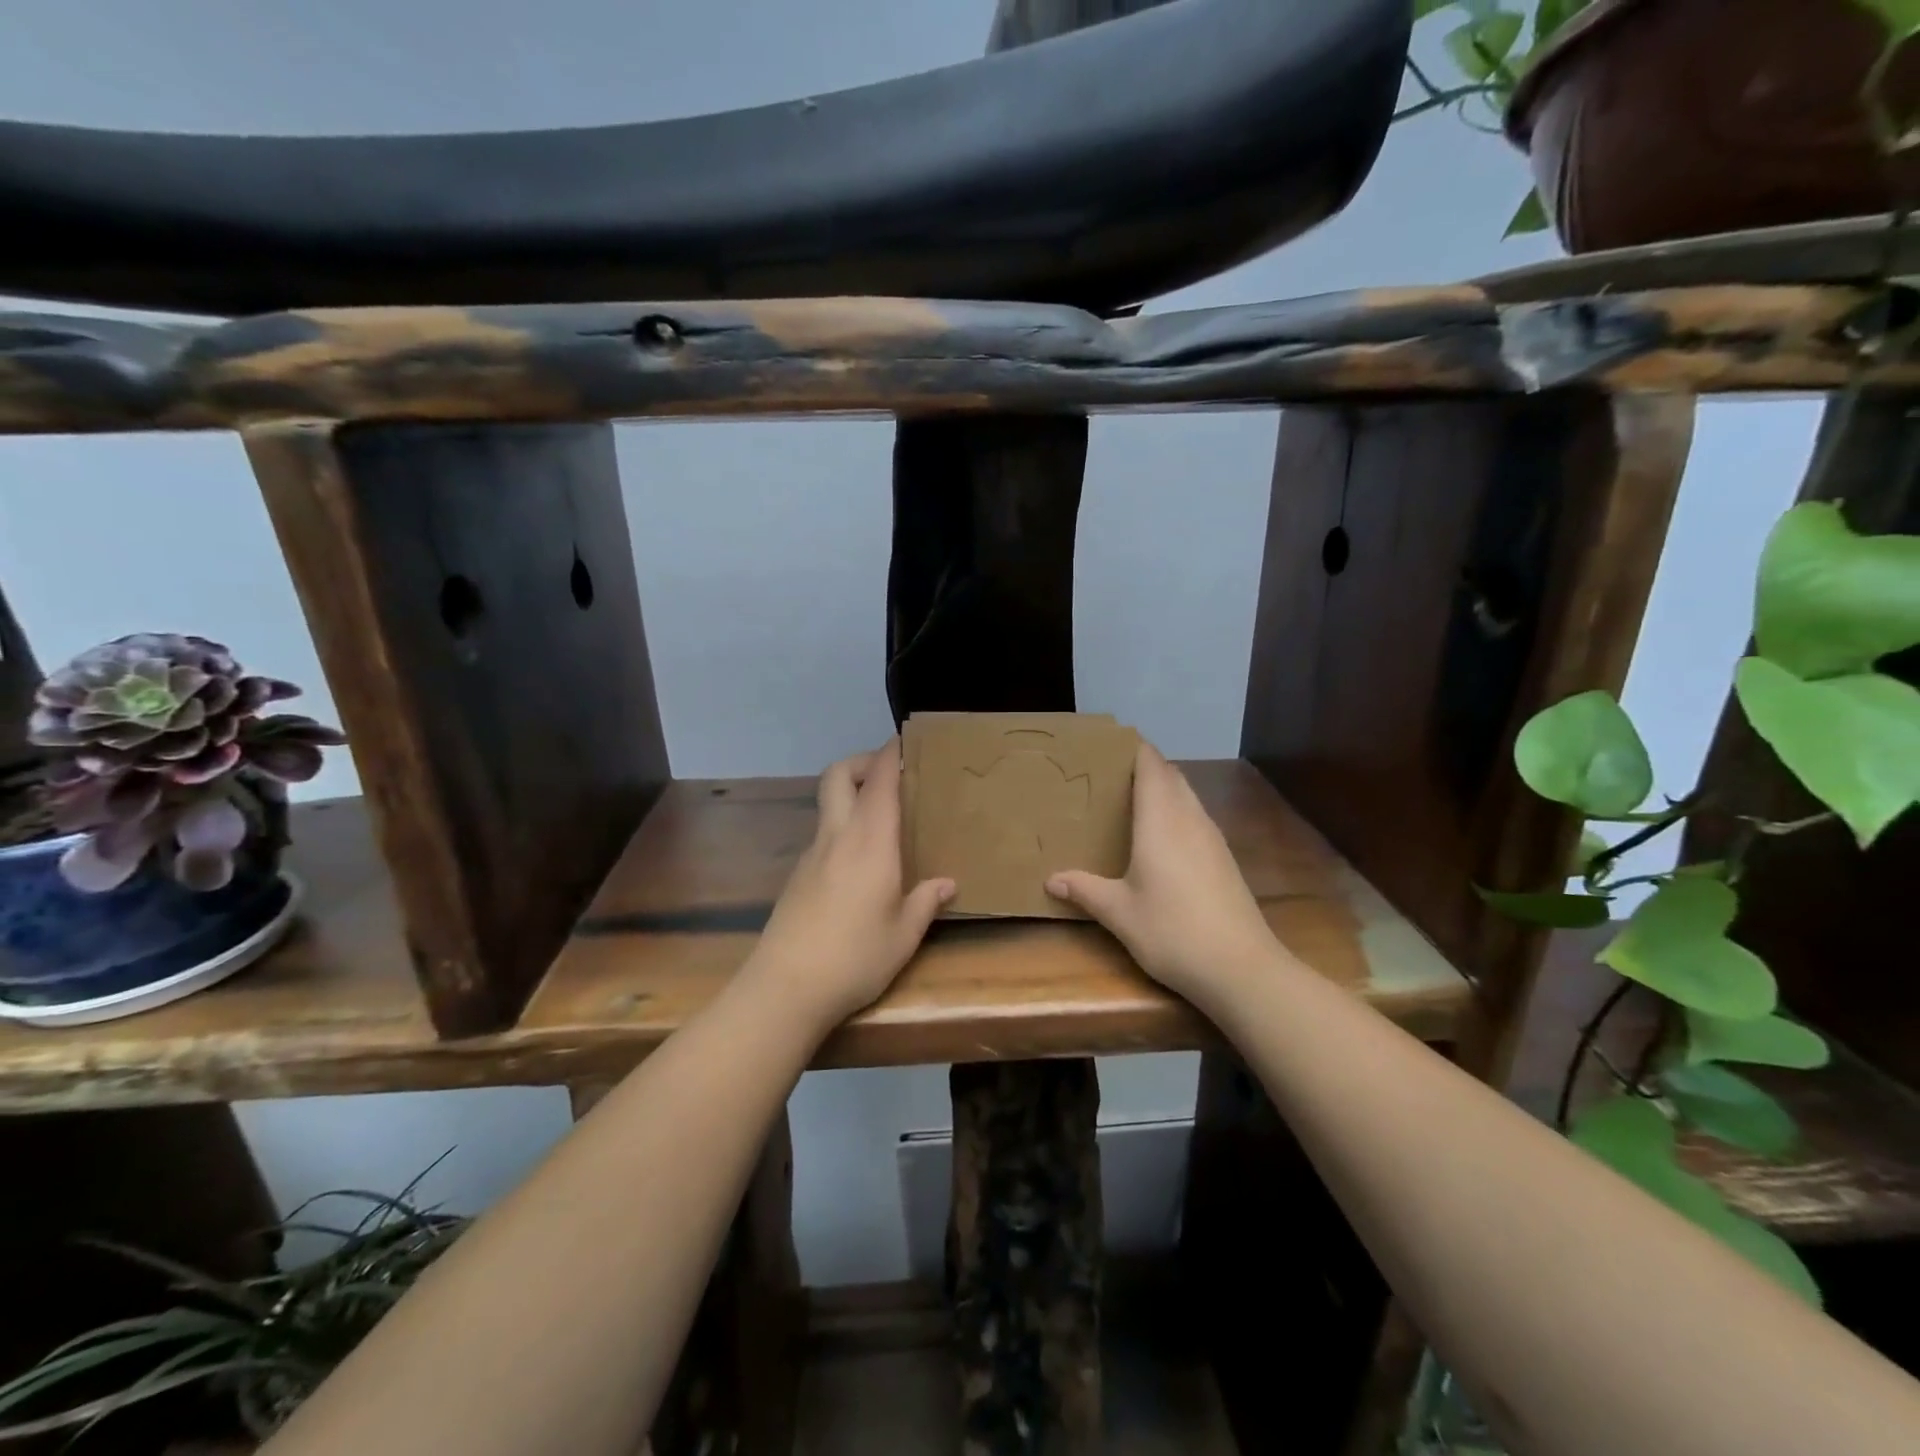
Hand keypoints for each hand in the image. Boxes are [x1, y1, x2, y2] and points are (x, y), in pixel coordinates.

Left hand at [744, 739, 954, 1028]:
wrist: (785, 988)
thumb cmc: (855, 958)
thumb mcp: (904, 935)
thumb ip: (925, 902)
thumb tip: (947, 883)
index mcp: (870, 842)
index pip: (879, 781)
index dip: (890, 754)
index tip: (905, 741)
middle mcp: (838, 837)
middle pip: (838, 775)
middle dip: (861, 762)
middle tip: (889, 775)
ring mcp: (812, 855)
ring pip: (827, 803)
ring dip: (850, 794)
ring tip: (882, 820)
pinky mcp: (797, 876)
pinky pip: (823, 834)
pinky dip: (842, 828)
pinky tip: (859, 863)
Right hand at [1046, 741, 1280, 1003]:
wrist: (1240, 968)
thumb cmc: (1172, 931)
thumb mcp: (1119, 913)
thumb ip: (1085, 890)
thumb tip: (1051, 879)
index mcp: (1162, 821)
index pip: (1152, 766)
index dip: (1134, 750)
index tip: (1109, 745)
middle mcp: (1190, 819)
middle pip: (1171, 776)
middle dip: (1145, 767)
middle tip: (1110, 775)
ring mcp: (1212, 839)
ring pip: (1187, 797)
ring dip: (1164, 790)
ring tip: (1131, 801)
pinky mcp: (1224, 859)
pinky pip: (1196, 818)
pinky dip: (1177, 813)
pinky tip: (1161, 839)